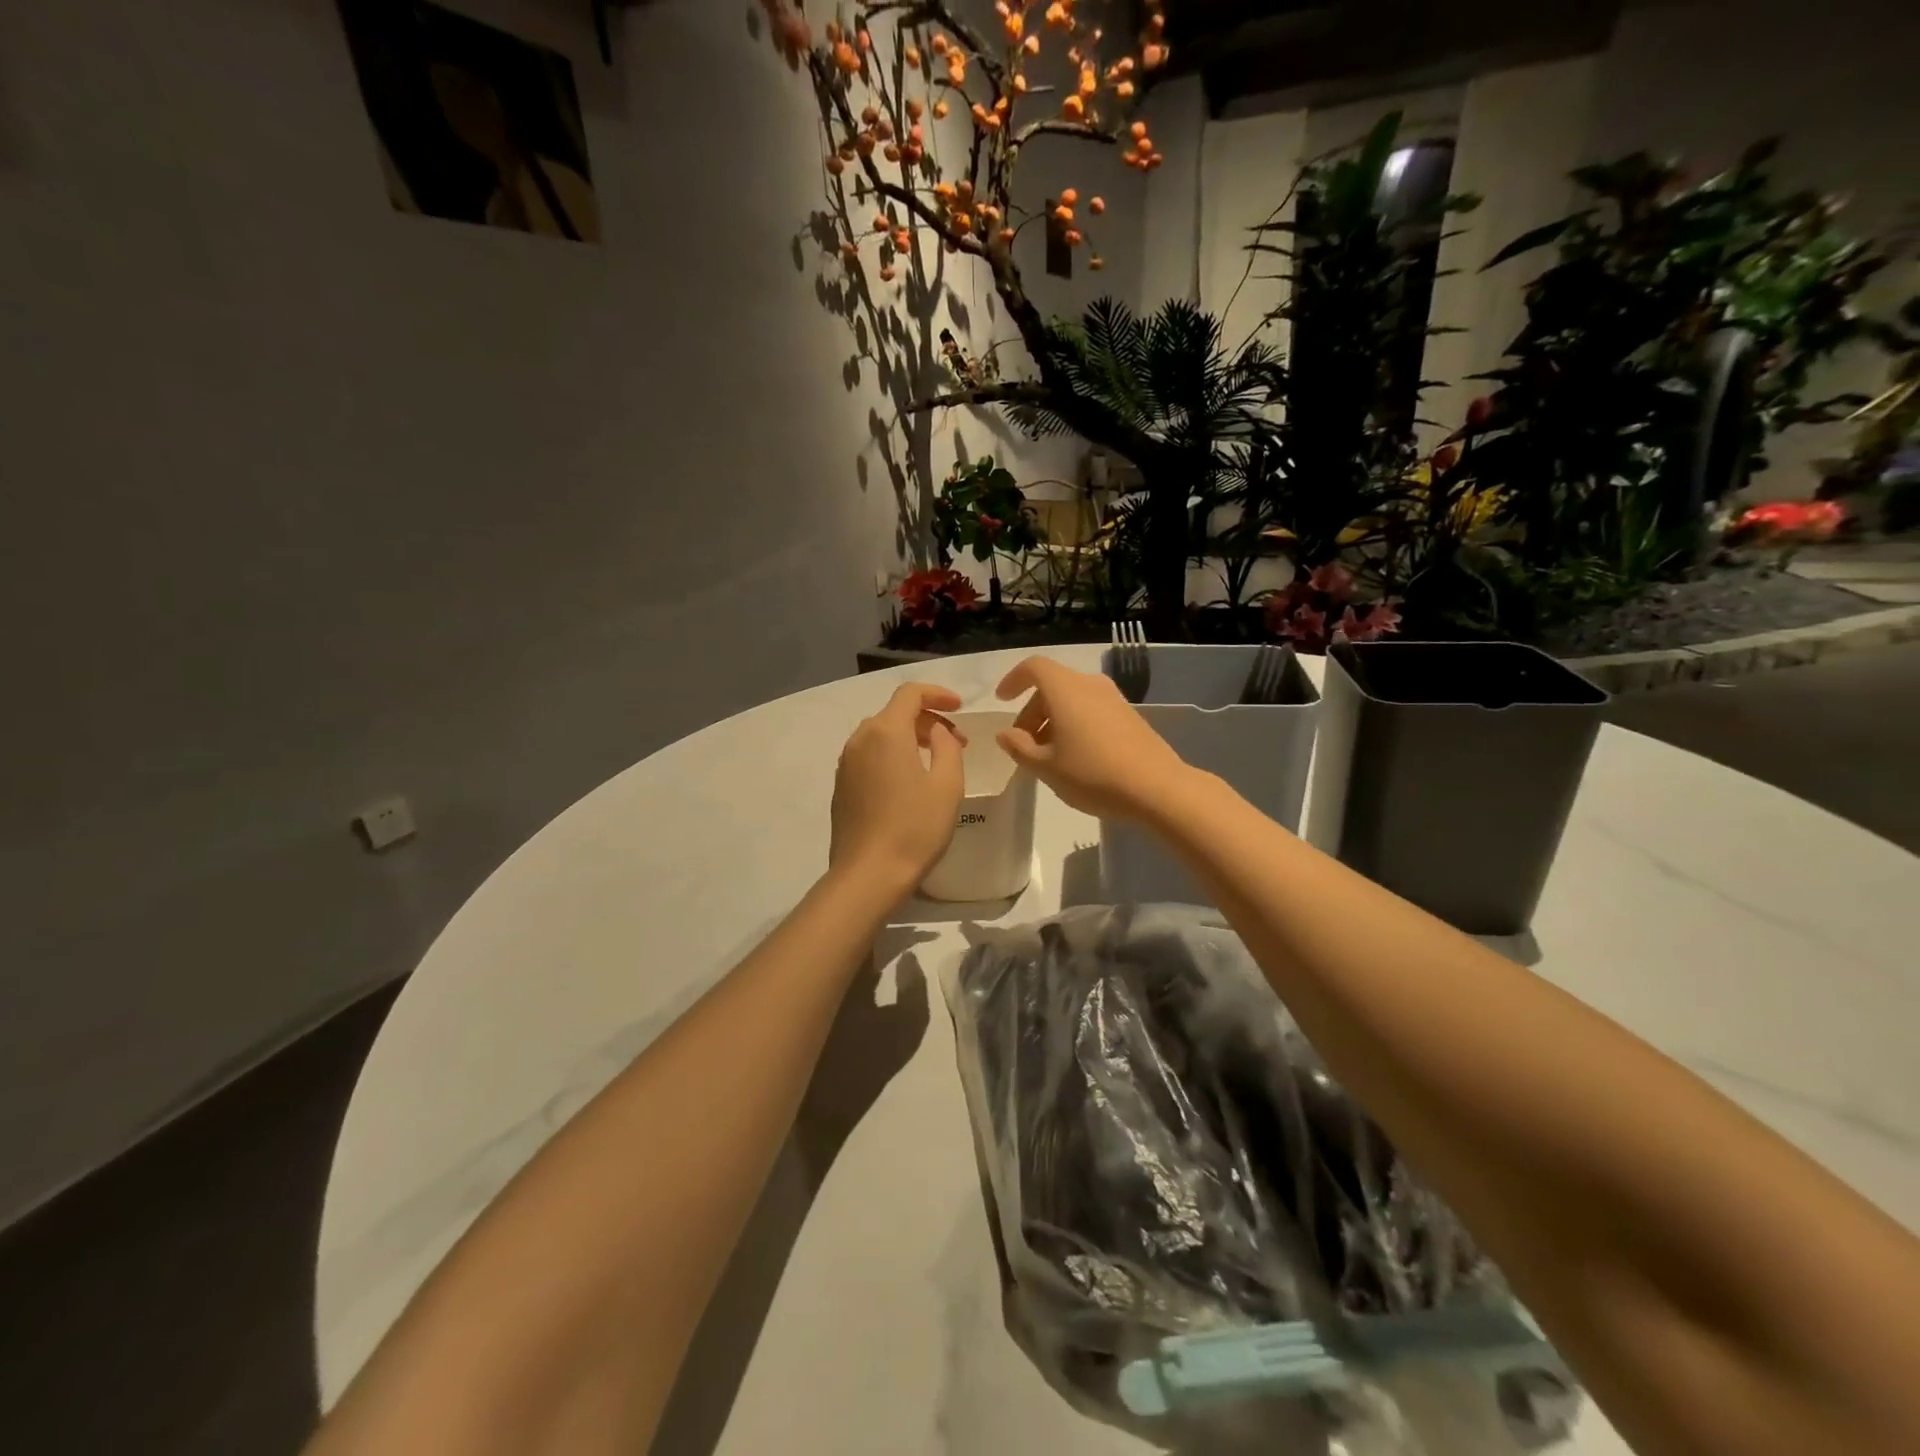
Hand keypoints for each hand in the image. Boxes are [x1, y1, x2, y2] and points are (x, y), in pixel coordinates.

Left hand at [829, 682, 965, 897]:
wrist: (868, 874)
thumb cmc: (915, 828)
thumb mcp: (947, 785)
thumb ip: (947, 747)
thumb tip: (937, 732)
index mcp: (886, 732)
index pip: (910, 693)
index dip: (938, 694)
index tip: (959, 708)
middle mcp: (860, 739)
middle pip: (895, 712)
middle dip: (927, 719)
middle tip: (956, 741)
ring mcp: (846, 763)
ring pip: (881, 734)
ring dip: (910, 738)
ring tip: (935, 761)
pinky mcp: (841, 786)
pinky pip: (869, 755)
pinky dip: (892, 755)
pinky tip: (909, 781)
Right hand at [994, 657, 1193, 820]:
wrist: (1157, 788)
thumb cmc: (1092, 774)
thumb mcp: (1046, 767)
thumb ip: (1020, 747)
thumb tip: (1005, 733)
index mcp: (1065, 689)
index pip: (1034, 668)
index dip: (1014, 680)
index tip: (1003, 701)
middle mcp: (1090, 685)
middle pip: (1052, 685)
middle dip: (1032, 710)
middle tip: (1022, 743)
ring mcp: (1113, 699)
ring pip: (1072, 699)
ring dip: (1053, 719)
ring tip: (1046, 755)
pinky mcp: (1129, 715)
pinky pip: (1091, 709)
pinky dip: (1074, 723)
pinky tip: (1074, 756)